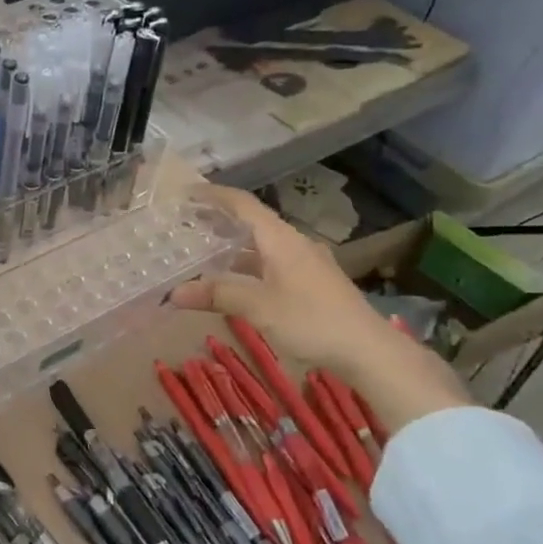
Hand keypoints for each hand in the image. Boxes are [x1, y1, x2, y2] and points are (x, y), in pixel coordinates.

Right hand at [171, 185, 468, 432]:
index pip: (244, 205)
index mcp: (281, 240)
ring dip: (232, 248)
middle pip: (252, 223)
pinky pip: (271, 264)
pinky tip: (233, 281)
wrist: (368, 350)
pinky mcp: (311, 284)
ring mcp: (305, 264)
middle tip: (186, 225)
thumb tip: (174, 292)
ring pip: (261, 247)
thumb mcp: (258, 307)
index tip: (187, 193)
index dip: (215, 196)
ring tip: (201, 253)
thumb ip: (216, 295)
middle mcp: (294, 244)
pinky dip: (247, 266)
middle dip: (219, 222)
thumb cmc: (311, 321)